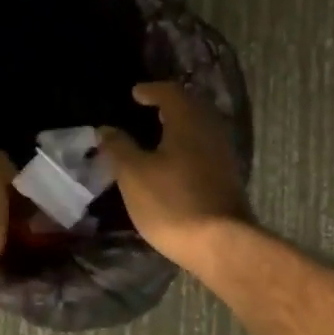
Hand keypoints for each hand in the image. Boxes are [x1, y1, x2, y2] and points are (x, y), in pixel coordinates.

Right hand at [100, 83, 247, 266]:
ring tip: (159, 134)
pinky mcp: (228, 177)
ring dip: (181, 125)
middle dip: (169, 105)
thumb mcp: (133, 175)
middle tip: (149, 109)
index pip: (171, 92)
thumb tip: (105, 129)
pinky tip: (175, 160)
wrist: (220, 244)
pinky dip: (189, 144)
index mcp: (188, 121)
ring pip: (201, 127)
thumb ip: (118, 147)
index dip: (151, 90)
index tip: (135, 94)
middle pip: (191, 106)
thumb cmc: (171, 202)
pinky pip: (206, 147)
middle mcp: (211, 130)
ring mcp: (223, 154)